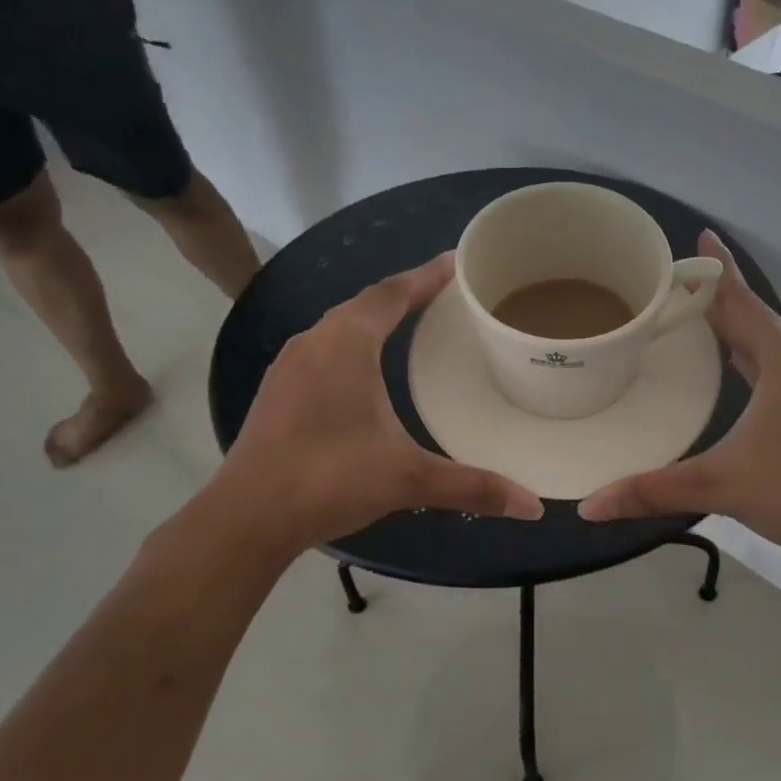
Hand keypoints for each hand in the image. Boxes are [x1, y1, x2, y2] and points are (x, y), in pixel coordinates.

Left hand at [215, 254, 542, 550]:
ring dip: (372, 320)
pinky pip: (321, 351)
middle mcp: (314, 343)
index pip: (392, 294)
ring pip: (337, 327)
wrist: (248, 516)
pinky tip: (361, 374)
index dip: (426, 276)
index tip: (456, 264)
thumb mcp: (409, 479)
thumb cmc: (331, 479)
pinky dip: (349, 347)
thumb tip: (532, 506)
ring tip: (408, 328)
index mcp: (347, 345)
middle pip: (364, 304)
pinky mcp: (276, 393)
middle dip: (403, 295)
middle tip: (442, 297)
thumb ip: (472, 487)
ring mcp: (288, 367)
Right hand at [579, 232, 780, 567]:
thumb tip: (589, 506)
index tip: (701, 235)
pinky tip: (741, 366)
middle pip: (756, 318)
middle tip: (679, 285)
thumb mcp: (718, 485)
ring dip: (740, 327)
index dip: (716, 269)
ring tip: (703, 318)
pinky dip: (757, 355)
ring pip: (772, 343)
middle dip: (720, 298)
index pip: (741, 302)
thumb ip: (652, 490)